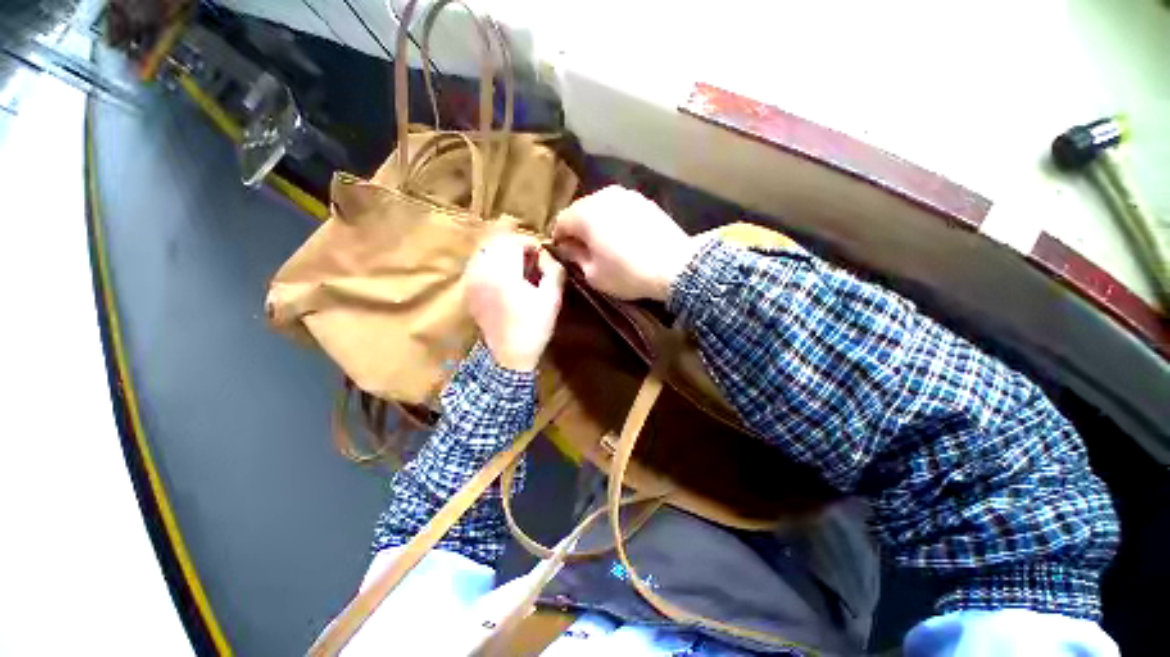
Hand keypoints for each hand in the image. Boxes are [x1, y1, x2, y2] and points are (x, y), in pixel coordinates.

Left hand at [464, 234, 565, 371]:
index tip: (542, 255)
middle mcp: (482, 270)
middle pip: (497, 242)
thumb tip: (548, 255)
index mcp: (503, 271)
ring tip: (518, 267)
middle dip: (516, 246)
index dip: (531, 243)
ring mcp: (471, 280)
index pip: (514, 241)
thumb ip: (554, 270)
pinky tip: (503, 277)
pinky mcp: (468, 291)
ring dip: (502, 253)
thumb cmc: (534, 327)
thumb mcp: (552, 298)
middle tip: (532, 260)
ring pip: (485, 251)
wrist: (509, 356)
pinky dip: (491, 263)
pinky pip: (477, 265)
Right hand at [552, 186, 697, 301]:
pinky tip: (623, 236)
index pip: (561, 221)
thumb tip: (566, 248)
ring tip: (604, 242)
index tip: (563, 253)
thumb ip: (575, 257)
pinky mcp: (644, 201)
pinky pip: (620, 208)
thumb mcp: (593, 274)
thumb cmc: (627, 273)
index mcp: (585, 214)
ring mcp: (626, 195)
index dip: (558, 238)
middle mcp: (603, 196)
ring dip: (596, 222)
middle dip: (577, 228)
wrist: (674, 266)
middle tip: (582, 248)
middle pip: (580, 210)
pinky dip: (615, 219)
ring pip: (601, 207)